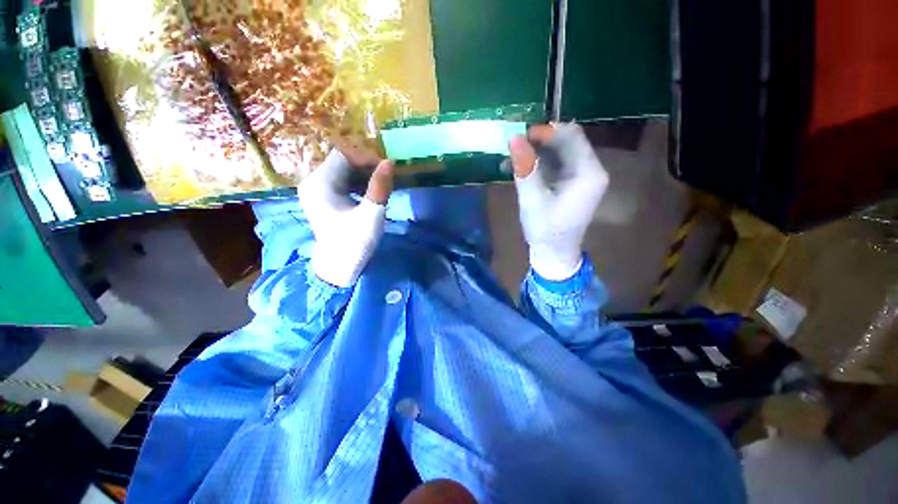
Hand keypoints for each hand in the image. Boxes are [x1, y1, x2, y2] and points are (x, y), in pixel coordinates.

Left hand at [298, 150, 393, 286]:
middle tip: (387, 178)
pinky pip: (340, 183)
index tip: (387, 169)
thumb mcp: (371, 215)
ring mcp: (316, 191)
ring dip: (363, 176)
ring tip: (381, 186)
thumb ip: (380, 187)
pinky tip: (369, 194)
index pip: (344, 155)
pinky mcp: (321, 199)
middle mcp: (313, 182)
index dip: (367, 158)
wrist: (338, 267)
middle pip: (342, 162)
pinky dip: (357, 184)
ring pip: (342, 172)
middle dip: (366, 167)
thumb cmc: (354, 242)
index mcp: (321, 183)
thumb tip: (390, 162)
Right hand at [508, 124, 608, 280]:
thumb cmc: (545, 231)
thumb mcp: (532, 201)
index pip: (571, 136)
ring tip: (511, 159)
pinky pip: (555, 164)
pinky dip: (537, 163)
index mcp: (589, 173)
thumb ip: (525, 169)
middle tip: (512, 147)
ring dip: (535, 153)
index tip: (519, 136)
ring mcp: (581, 177)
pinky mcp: (571, 184)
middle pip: (565, 142)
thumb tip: (514, 138)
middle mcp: (590, 170)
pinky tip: (519, 168)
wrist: (553, 255)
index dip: (545, 131)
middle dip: (538, 142)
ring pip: (558, 152)